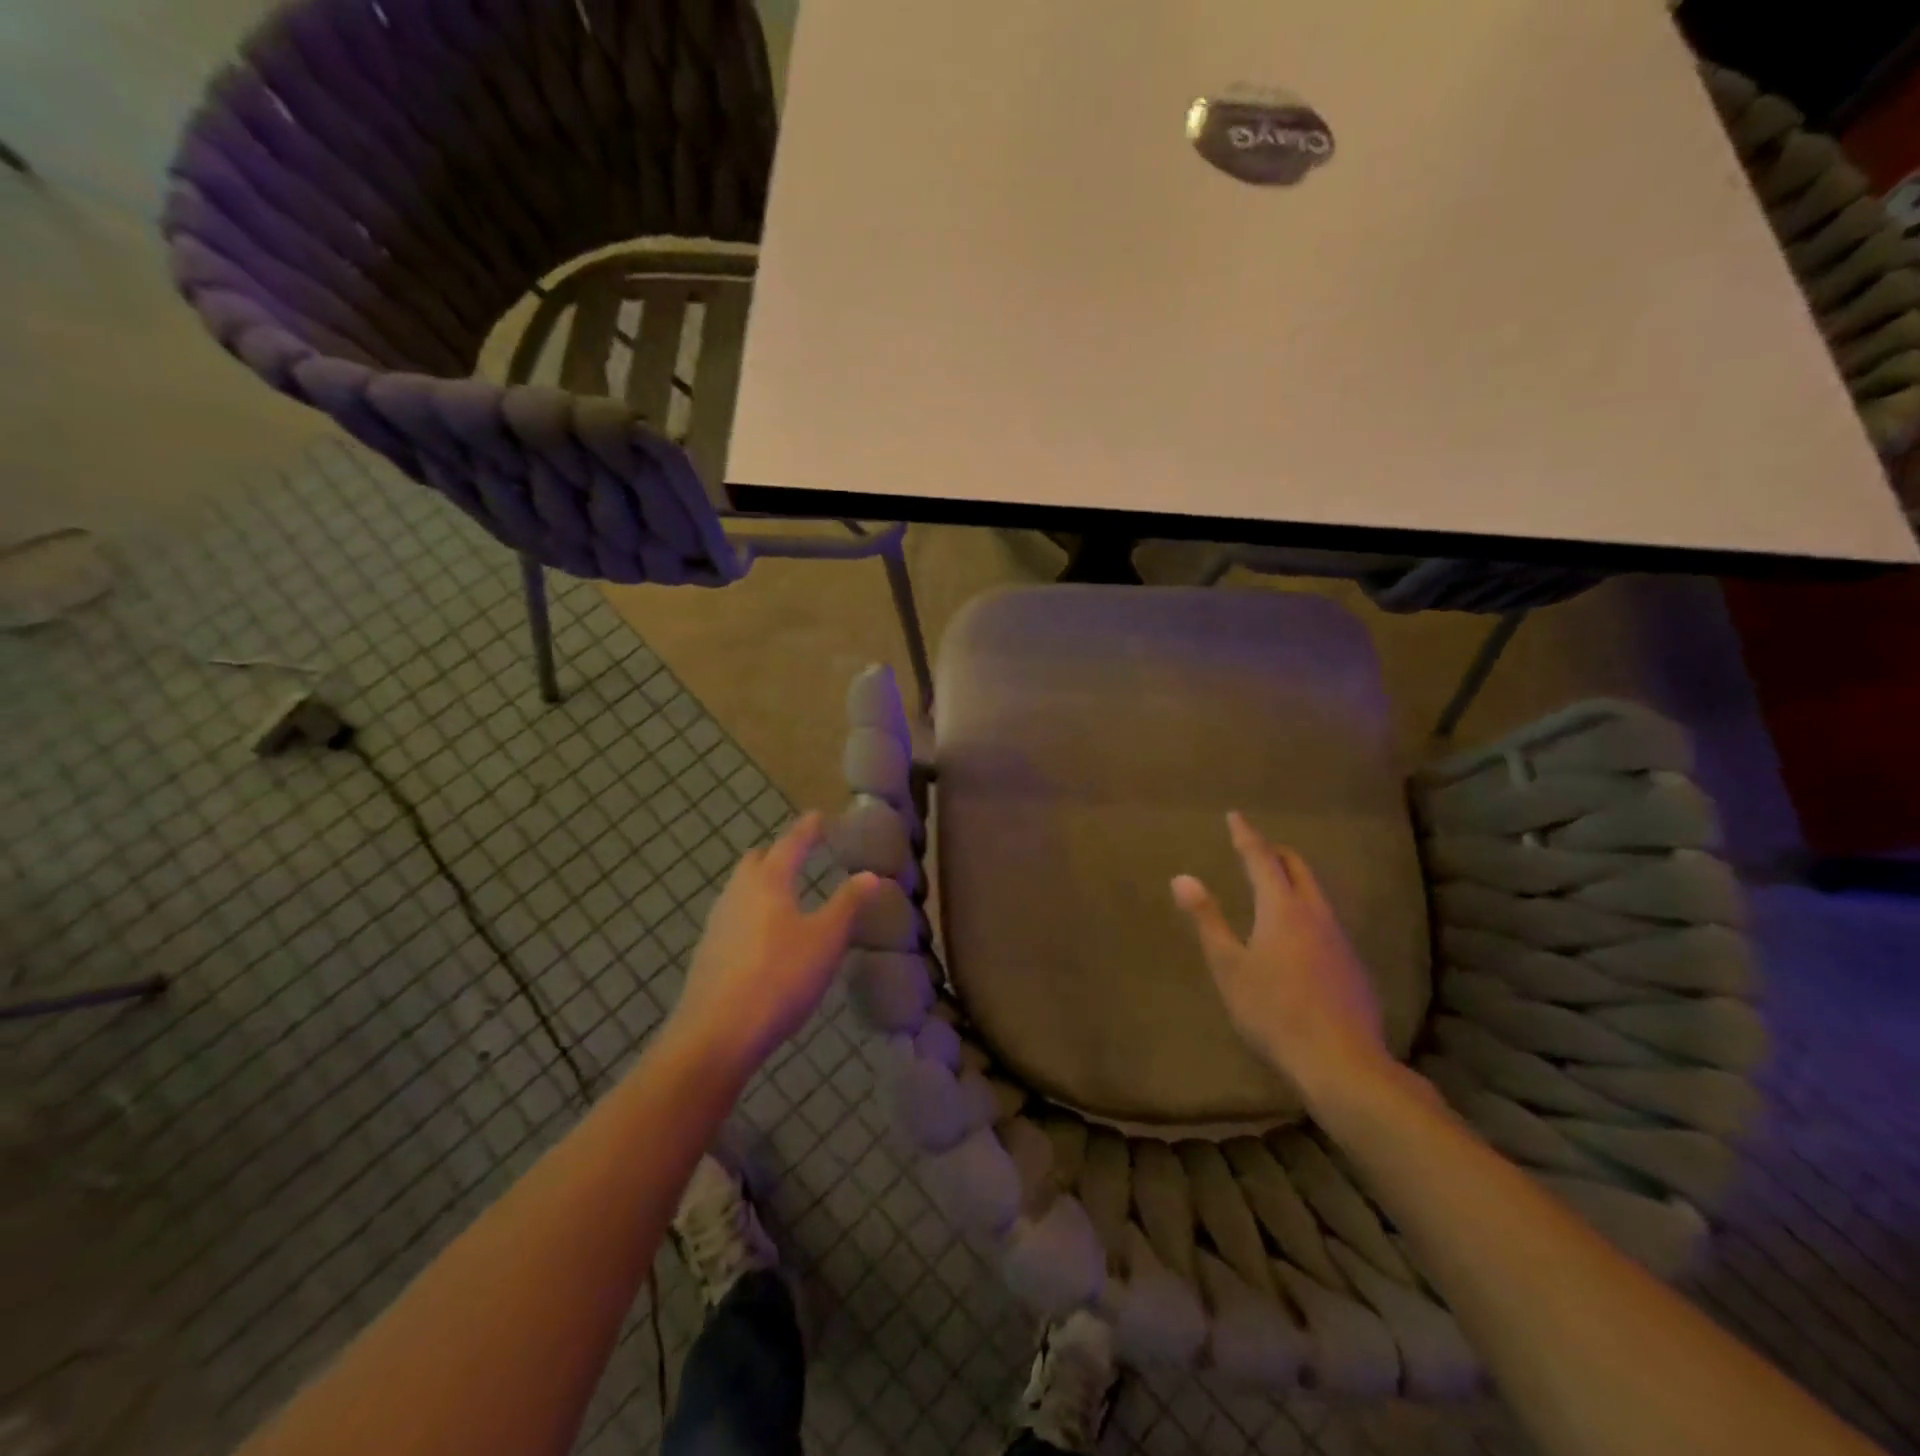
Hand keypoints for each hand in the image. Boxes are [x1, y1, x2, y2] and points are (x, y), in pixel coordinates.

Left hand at [670, 813, 880, 1072]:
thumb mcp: (826, 939)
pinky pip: (735, 916)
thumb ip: (848, 904)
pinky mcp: (709, 952)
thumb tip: (871, 874)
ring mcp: (718, 922)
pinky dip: (753, 912)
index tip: (818, 816)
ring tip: (786, 894)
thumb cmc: (780, 977)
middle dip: (779, 853)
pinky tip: (766, 936)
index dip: (807, 829)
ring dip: (763, 883)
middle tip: (801, 855)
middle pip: (757, 861)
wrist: (716, 1034)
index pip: (791, 843)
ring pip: (741, 888)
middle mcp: (738, 892)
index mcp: (769, 881)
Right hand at [1171, 812, 1391, 1108]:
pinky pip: (1326, 920)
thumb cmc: (1273, 1011)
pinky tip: (1297, 936)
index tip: (1235, 816)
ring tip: (1273, 886)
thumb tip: (1182, 877)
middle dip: (1274, 851)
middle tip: (1253, 848)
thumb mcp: (1228, 966)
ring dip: (1293, 879)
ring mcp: (1339, 939)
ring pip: (1316, 892)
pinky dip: (1306, 909)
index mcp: (1282, 908)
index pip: (1261, 858)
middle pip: (1297, 867)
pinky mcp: (1352, 964)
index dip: (1245, 835)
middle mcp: (1315, 914)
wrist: (1341, 1062)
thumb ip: (1207, 919)